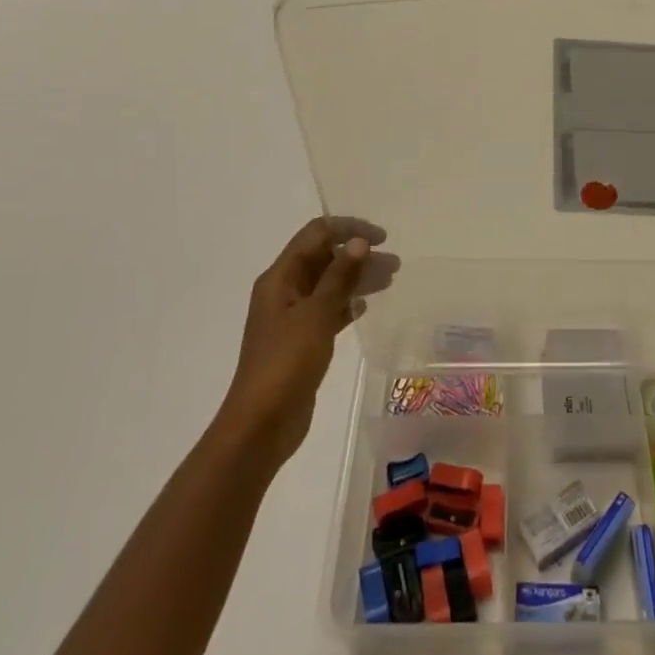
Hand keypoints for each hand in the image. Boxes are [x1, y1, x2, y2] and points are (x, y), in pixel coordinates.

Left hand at [219, 216, 396, 468]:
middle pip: (323, 257)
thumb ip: (340, 276)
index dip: (348, 229)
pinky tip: (366, 308)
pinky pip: (327, 310)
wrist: (261, 425)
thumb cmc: (287, 362)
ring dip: (356, 278)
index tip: (381, 238)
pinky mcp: (301, 340)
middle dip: (357, 254)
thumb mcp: (316, 314)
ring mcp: (291, 316)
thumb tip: (359, 241)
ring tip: (390, 280)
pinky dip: (347, 304)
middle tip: (393, 263)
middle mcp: (284, 290)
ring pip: (329, 284)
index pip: (316, 234)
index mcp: (280, 277)